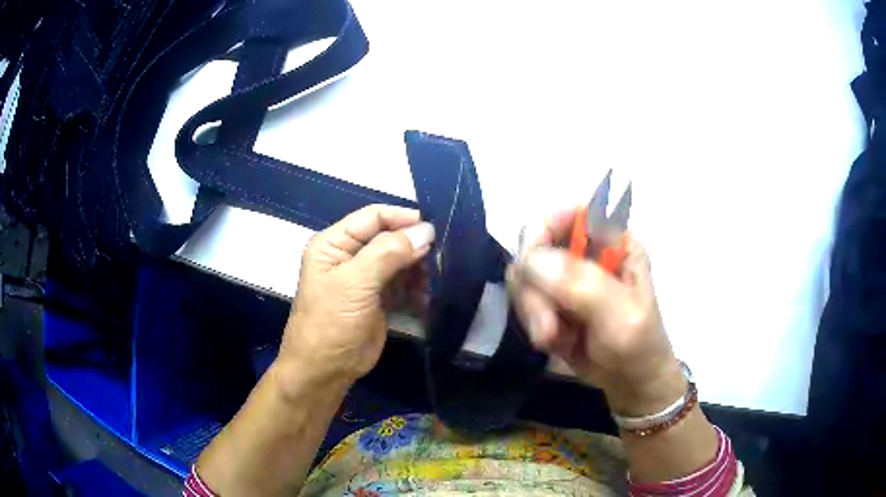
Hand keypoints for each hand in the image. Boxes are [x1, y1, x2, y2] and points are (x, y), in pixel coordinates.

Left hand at [278, 205, 434, 388]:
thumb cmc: (331, 322)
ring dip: (418, 268)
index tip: (433, 228)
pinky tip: (426, 296)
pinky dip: (416, 287)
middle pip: (388, 238)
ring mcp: (364, 279)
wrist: (325, 370)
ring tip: (433, 280)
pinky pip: (402, 284)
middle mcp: (349, 256)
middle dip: (413, 245)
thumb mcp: (355, 283)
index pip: (373, 217)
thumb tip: (426, 230)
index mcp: (334, 243)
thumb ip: (389, 253)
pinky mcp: (377, 299)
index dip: (402, 218)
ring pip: (399, 261)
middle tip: (440, 257)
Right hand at [507, 208, 683, 415]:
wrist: (631, 383)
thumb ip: (584, 286)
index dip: (543, 231)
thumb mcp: (622, 318)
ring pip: (524, 275)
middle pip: (536, 246)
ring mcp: (566, 275)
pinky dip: (532, 322)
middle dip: (534, 289)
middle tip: (546, 327)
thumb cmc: (639, 346)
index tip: (531, 268)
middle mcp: (587, 250)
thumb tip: (531, 258)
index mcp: (614, 241)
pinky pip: (523, 299)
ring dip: (532, 310)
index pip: (569, 213)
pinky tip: (554, 342)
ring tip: (552, 339)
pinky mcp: (552, 299)